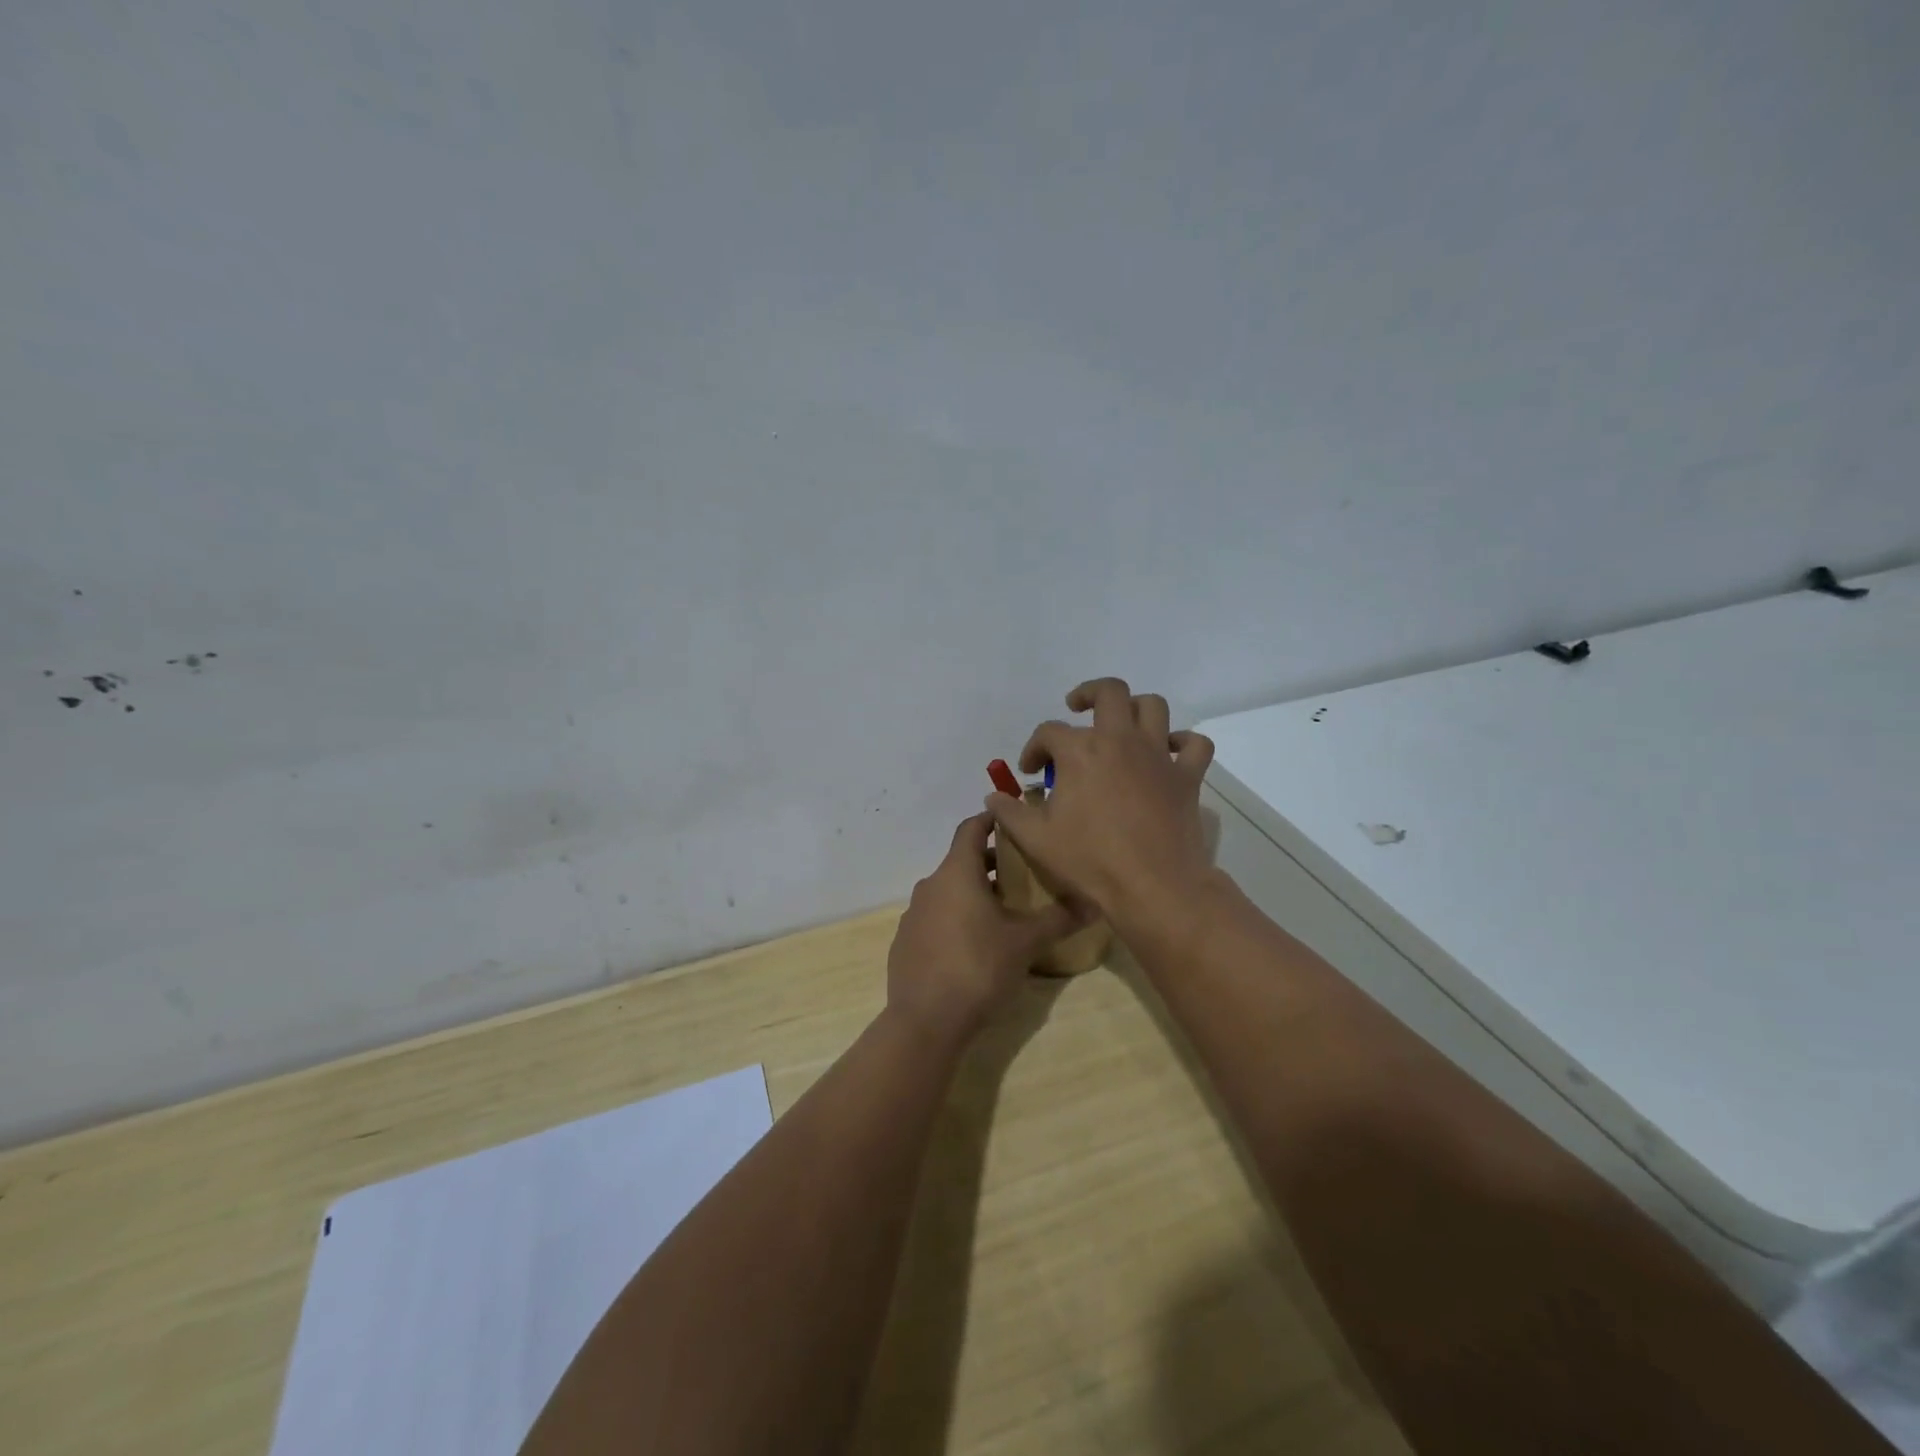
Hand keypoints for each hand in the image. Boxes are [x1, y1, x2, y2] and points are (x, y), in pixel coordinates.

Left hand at [886, 813, 1082, 1043]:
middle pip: (961, 860)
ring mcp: (913, 914)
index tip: (1014, 822)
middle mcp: (930, 885)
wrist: (926, 1021)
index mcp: (956, 872)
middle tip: (1022, 873)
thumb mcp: (1026, 943)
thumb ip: (1059, 918)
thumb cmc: (979, 968)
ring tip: (1004, 911)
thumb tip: (1096, 902)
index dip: (992, 820)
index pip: (971, 828)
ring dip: (973, 892)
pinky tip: (974, 945)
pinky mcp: (905, 941)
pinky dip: (955, 917)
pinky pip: (934, 917)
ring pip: (948, 890)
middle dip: (990, 863)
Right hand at [984, 678, 1215, 921]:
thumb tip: (993, 797)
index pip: (1049, 732)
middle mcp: (1120, 740)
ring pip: (1153, 707)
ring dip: (1135, 707)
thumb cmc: (1090, 860)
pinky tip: (1169, 752)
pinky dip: (1183, 742)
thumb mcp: (1035, 839)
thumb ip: (1009, 812)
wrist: (1153, 886)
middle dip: (1088, 694)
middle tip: (1077, 708)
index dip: (1034, 748)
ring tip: (1121, 724)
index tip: (1030, 771)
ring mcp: (1158, 756)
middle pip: (1109, 692)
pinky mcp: (1187, 777)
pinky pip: (1195, 745)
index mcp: (1080, 752)